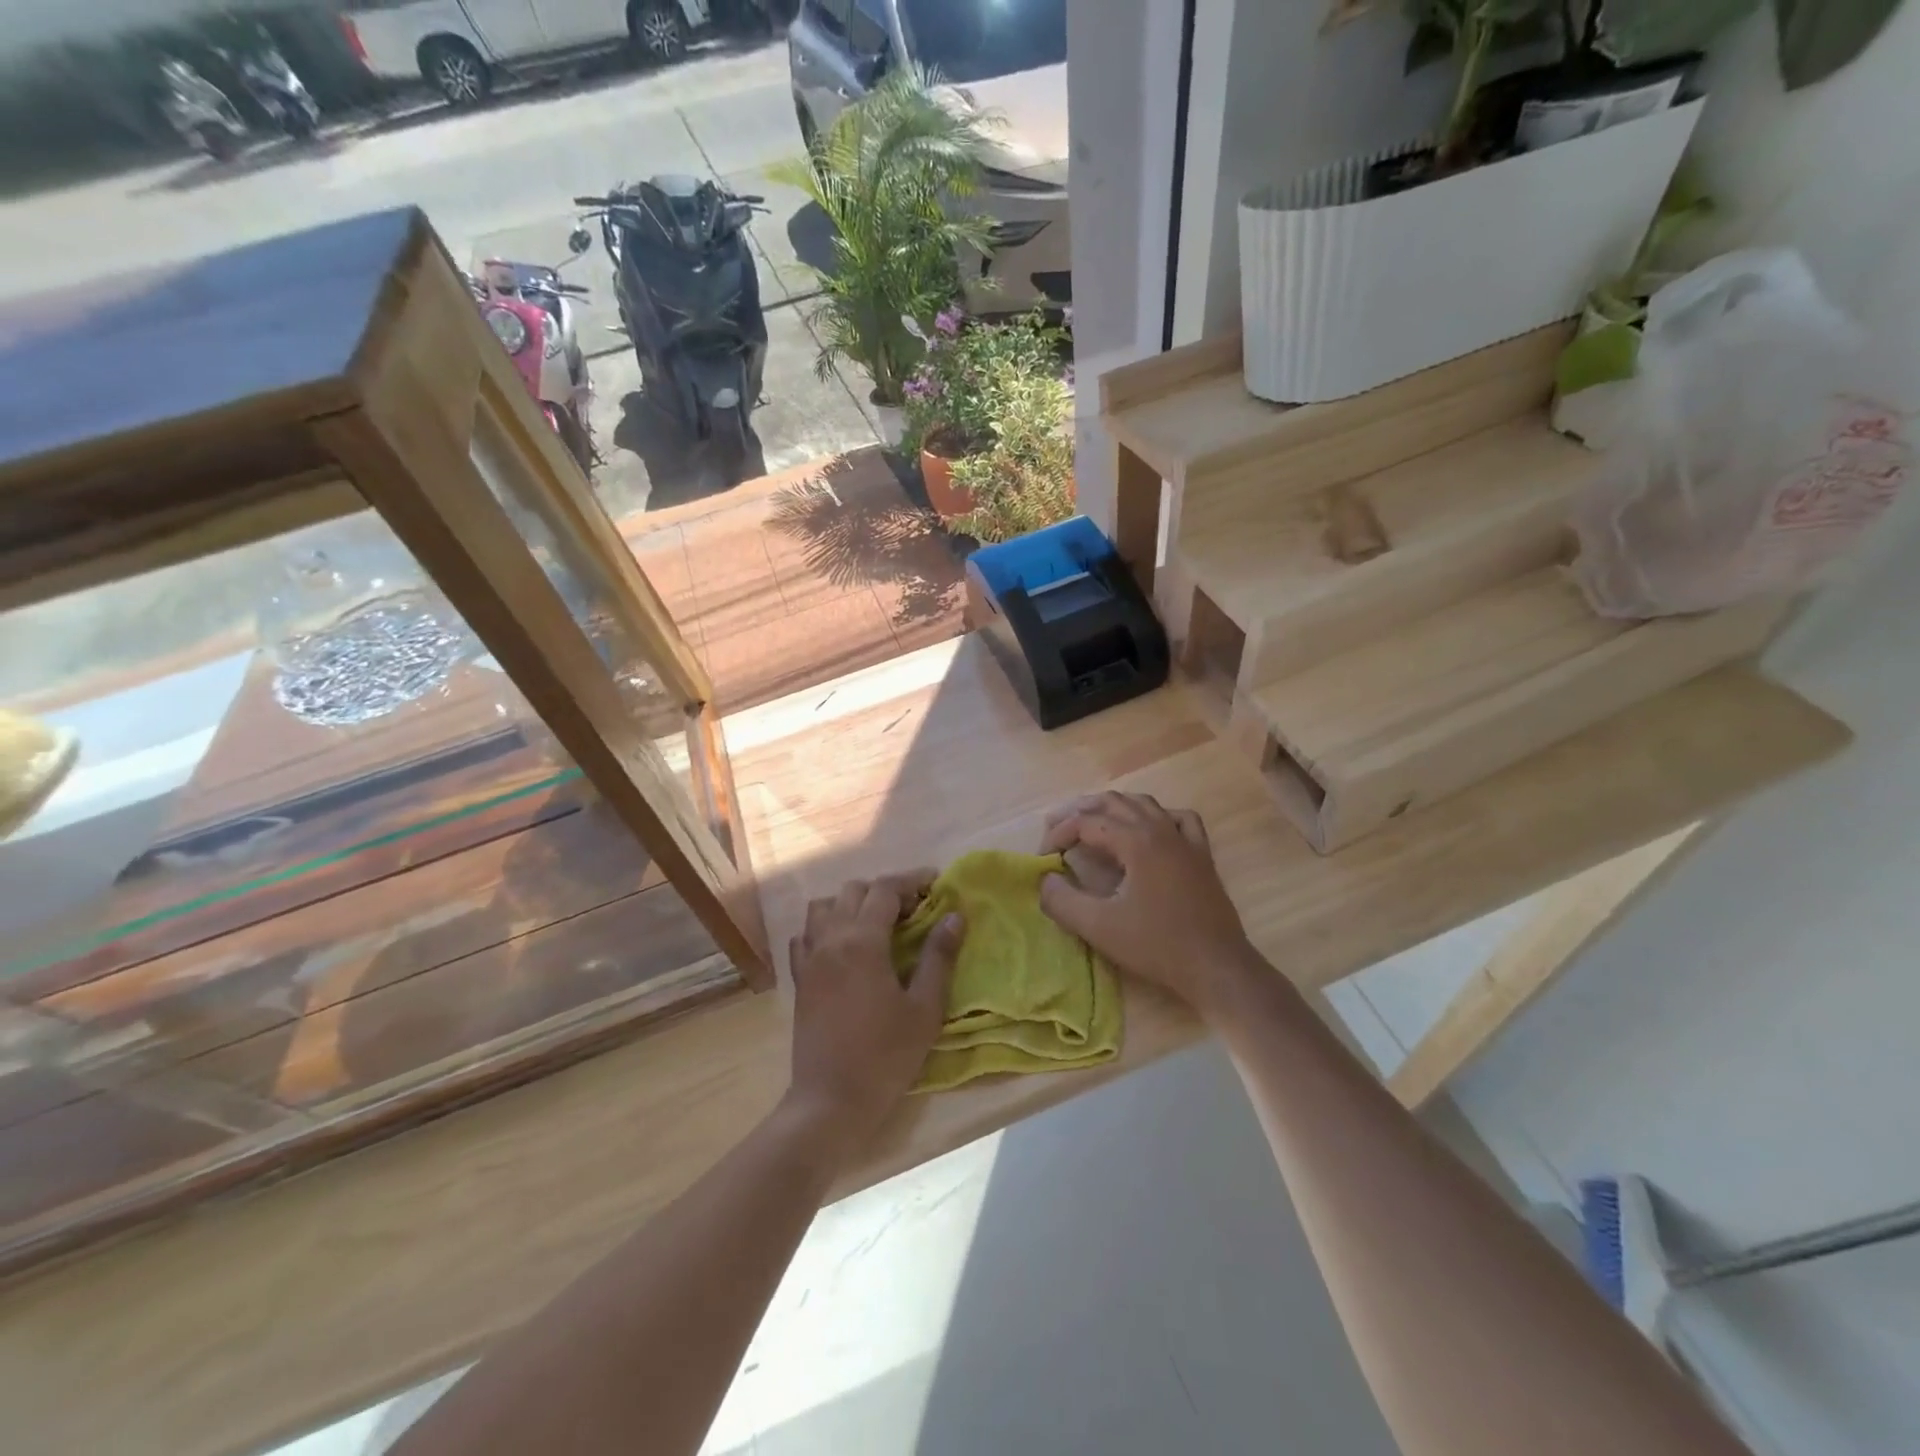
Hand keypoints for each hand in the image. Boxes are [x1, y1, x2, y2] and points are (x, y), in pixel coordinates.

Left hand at [785, 874, 964, 1154]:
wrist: (831, 1100)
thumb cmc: (886, 1056)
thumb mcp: (924, 1008)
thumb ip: (939, 957)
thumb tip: (954, 916)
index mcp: (862, 941)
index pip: (885, 889)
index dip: (912, 880)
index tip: (936, 883)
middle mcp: (830, 939)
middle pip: (854, 890)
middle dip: (884, 890)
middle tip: (913, 909)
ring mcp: (809, 958)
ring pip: (824, 907)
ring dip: (851, 904)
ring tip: (877, 923)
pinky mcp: (799, 979)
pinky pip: (805, 935)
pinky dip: (824, 927)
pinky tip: (842, 946)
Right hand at [1039, 793, 1260, 1016]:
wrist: (1217, 967)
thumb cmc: (1157, 946)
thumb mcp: (1099, 927)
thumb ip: (1062, 901)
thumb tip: (1045, 880)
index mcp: (1137, 841)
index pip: (1087, 822)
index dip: (1059, 834)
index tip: (1043, 857)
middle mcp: (1161, 829)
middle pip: (1113, 802)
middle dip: (1080, 811)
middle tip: (1055, 827)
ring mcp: (1185, 840)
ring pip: (1145, 804)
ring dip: (1113, 807)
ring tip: (1092, 822)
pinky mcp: (1202, 855)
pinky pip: (1178, 819)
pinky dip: (1156, 816)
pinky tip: (1148, 829)